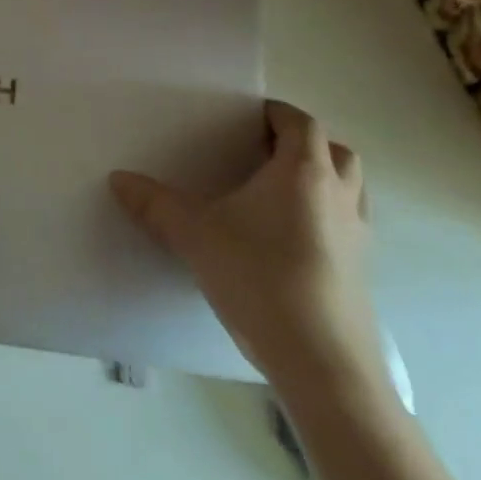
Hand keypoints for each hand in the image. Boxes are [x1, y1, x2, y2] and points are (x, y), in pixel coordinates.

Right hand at [110, 100, 386, 403]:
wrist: (324, 366)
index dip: (277, 114)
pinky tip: (287, 240)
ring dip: (321, 180)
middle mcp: (338, 196)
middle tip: (262, 152)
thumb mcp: (195, 236)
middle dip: (304, 144)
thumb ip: (156, 204)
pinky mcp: (362, 273)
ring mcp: (358, 237)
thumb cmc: (261, 279)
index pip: (300, 123)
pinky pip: (347, 225)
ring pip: (349, 189)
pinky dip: (325, 217)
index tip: (245, 117)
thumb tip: (118, 179)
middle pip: (335, 151)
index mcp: (303, 173)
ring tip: (276, 193)